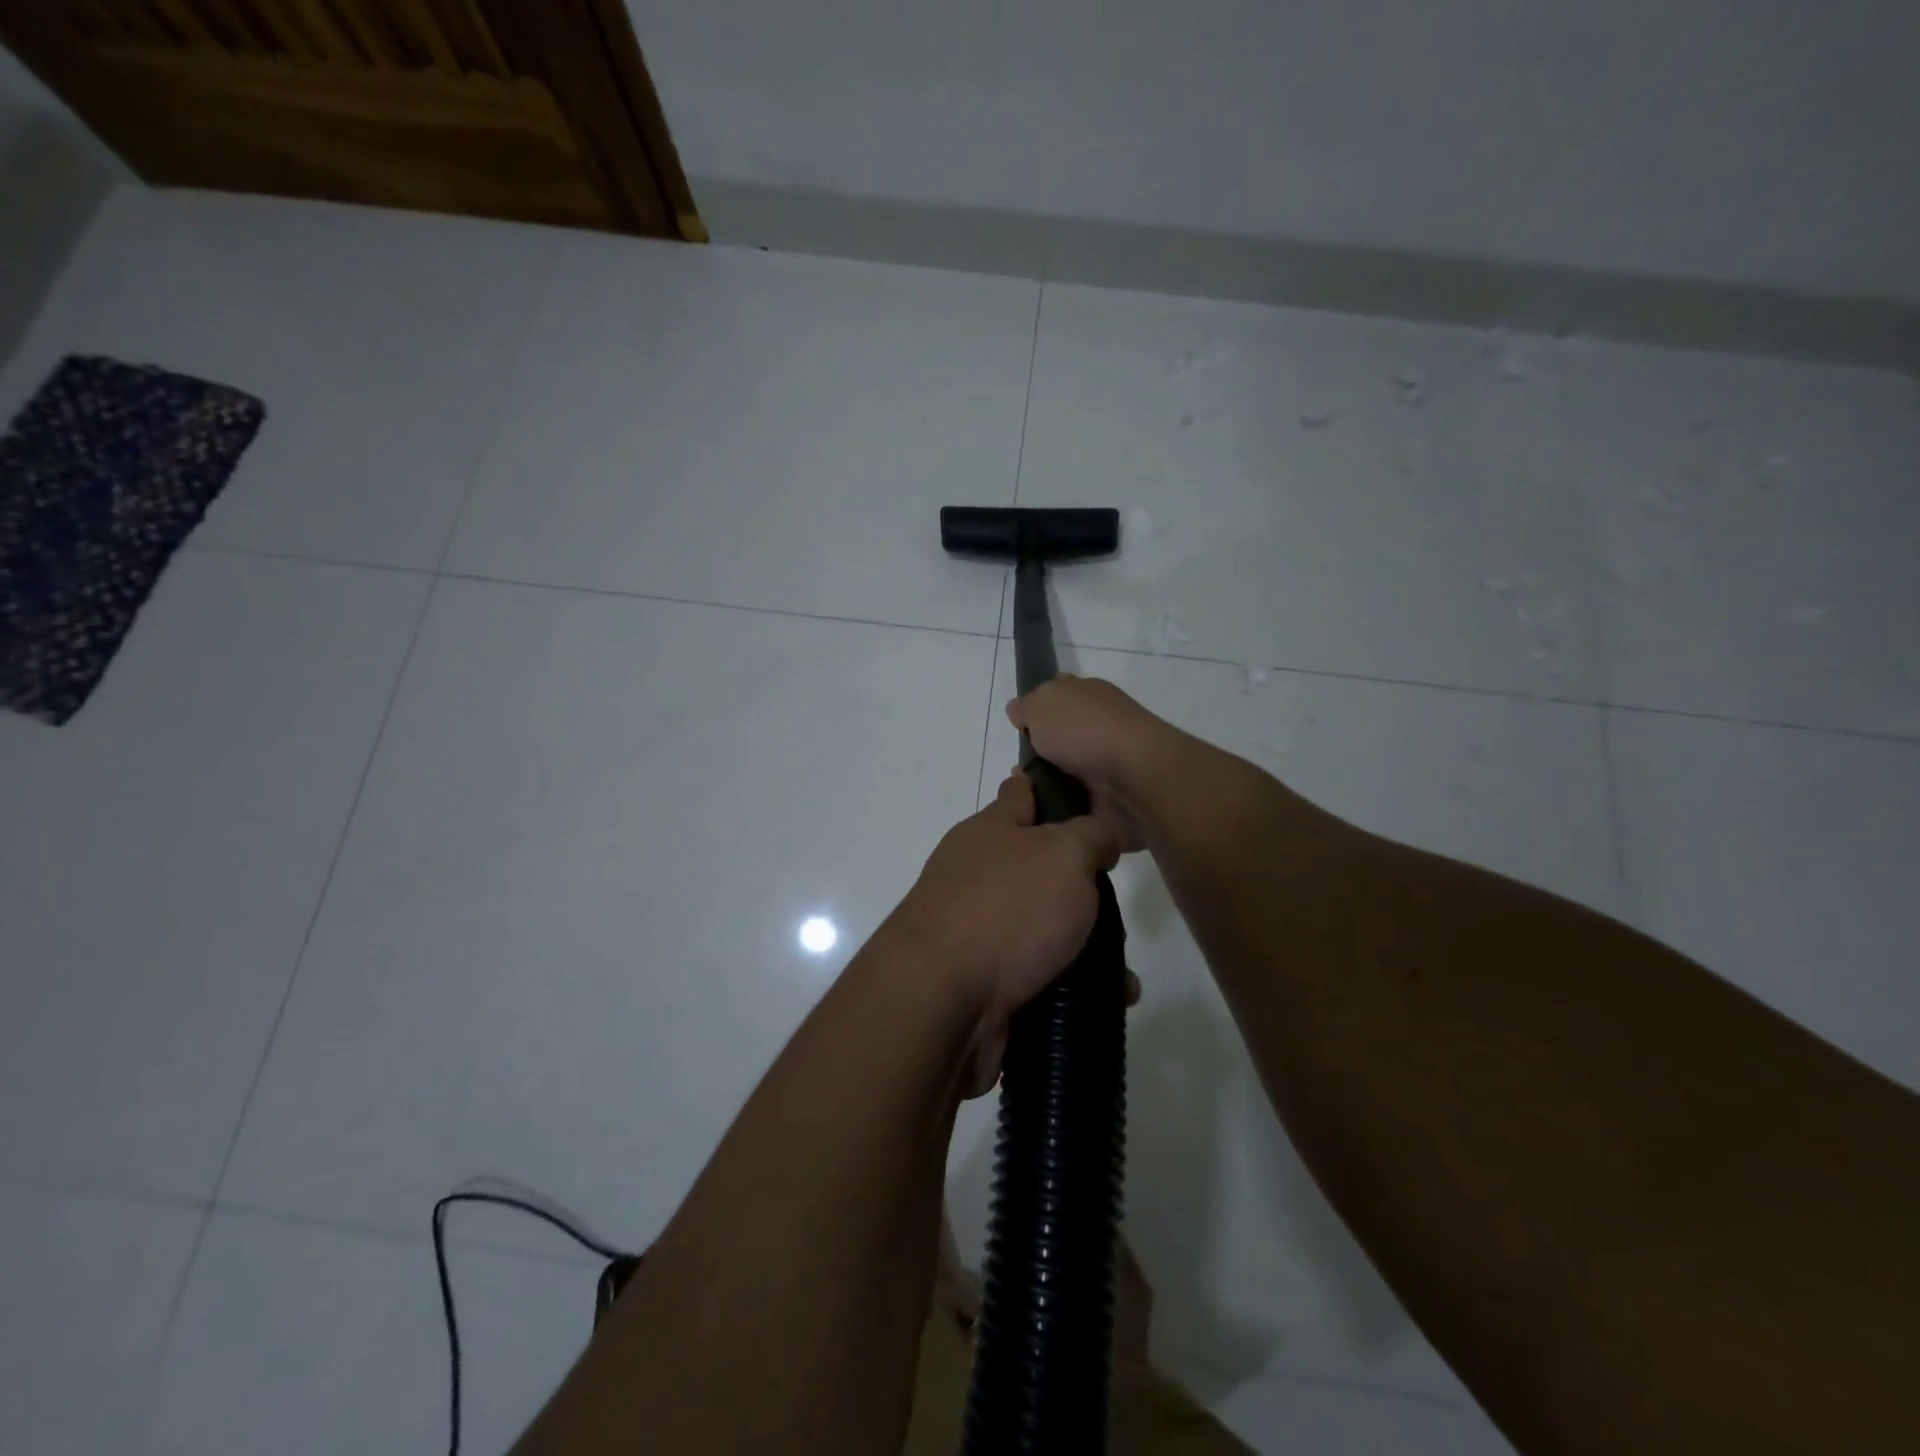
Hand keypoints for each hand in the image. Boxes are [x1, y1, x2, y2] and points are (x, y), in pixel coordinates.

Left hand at [888, 771, 1129, 1095]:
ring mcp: (976, 928)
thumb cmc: (1005, 909)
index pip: (1020, 794)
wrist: (940, 1000)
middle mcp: (977, 875)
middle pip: (1039, 868)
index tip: (1074, 789)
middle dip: (1082, 886)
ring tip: (1122, 969)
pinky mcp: (983, 979)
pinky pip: (1040, 973)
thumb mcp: (1063, 854)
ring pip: (1044, 926)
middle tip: (1117, 904)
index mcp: (989, 832)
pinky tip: (1109, 999)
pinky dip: (1073, 983)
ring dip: (1085, 945)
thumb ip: (1090, 835)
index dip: (1046, 787)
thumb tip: (1097, 838)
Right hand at [1007, 675, 1176, 853]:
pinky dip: (1060, 810)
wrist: (1134, 779)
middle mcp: (1101, 728)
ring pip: (1067, 774)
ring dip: (1047, 785)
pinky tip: (1042, 815)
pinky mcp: (1112, 800)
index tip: (1020, 729)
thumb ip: (1027, 707)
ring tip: (1025, 797)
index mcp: (1090, 697)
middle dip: (1038, 754)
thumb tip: (1019, 712)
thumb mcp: (1042, 704)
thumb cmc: (1086, 730)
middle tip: (1018, 771)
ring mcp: (1108, 765)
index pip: (1060, 697)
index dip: (1038, 710)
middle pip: (1061, 739)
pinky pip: (1077, 805)